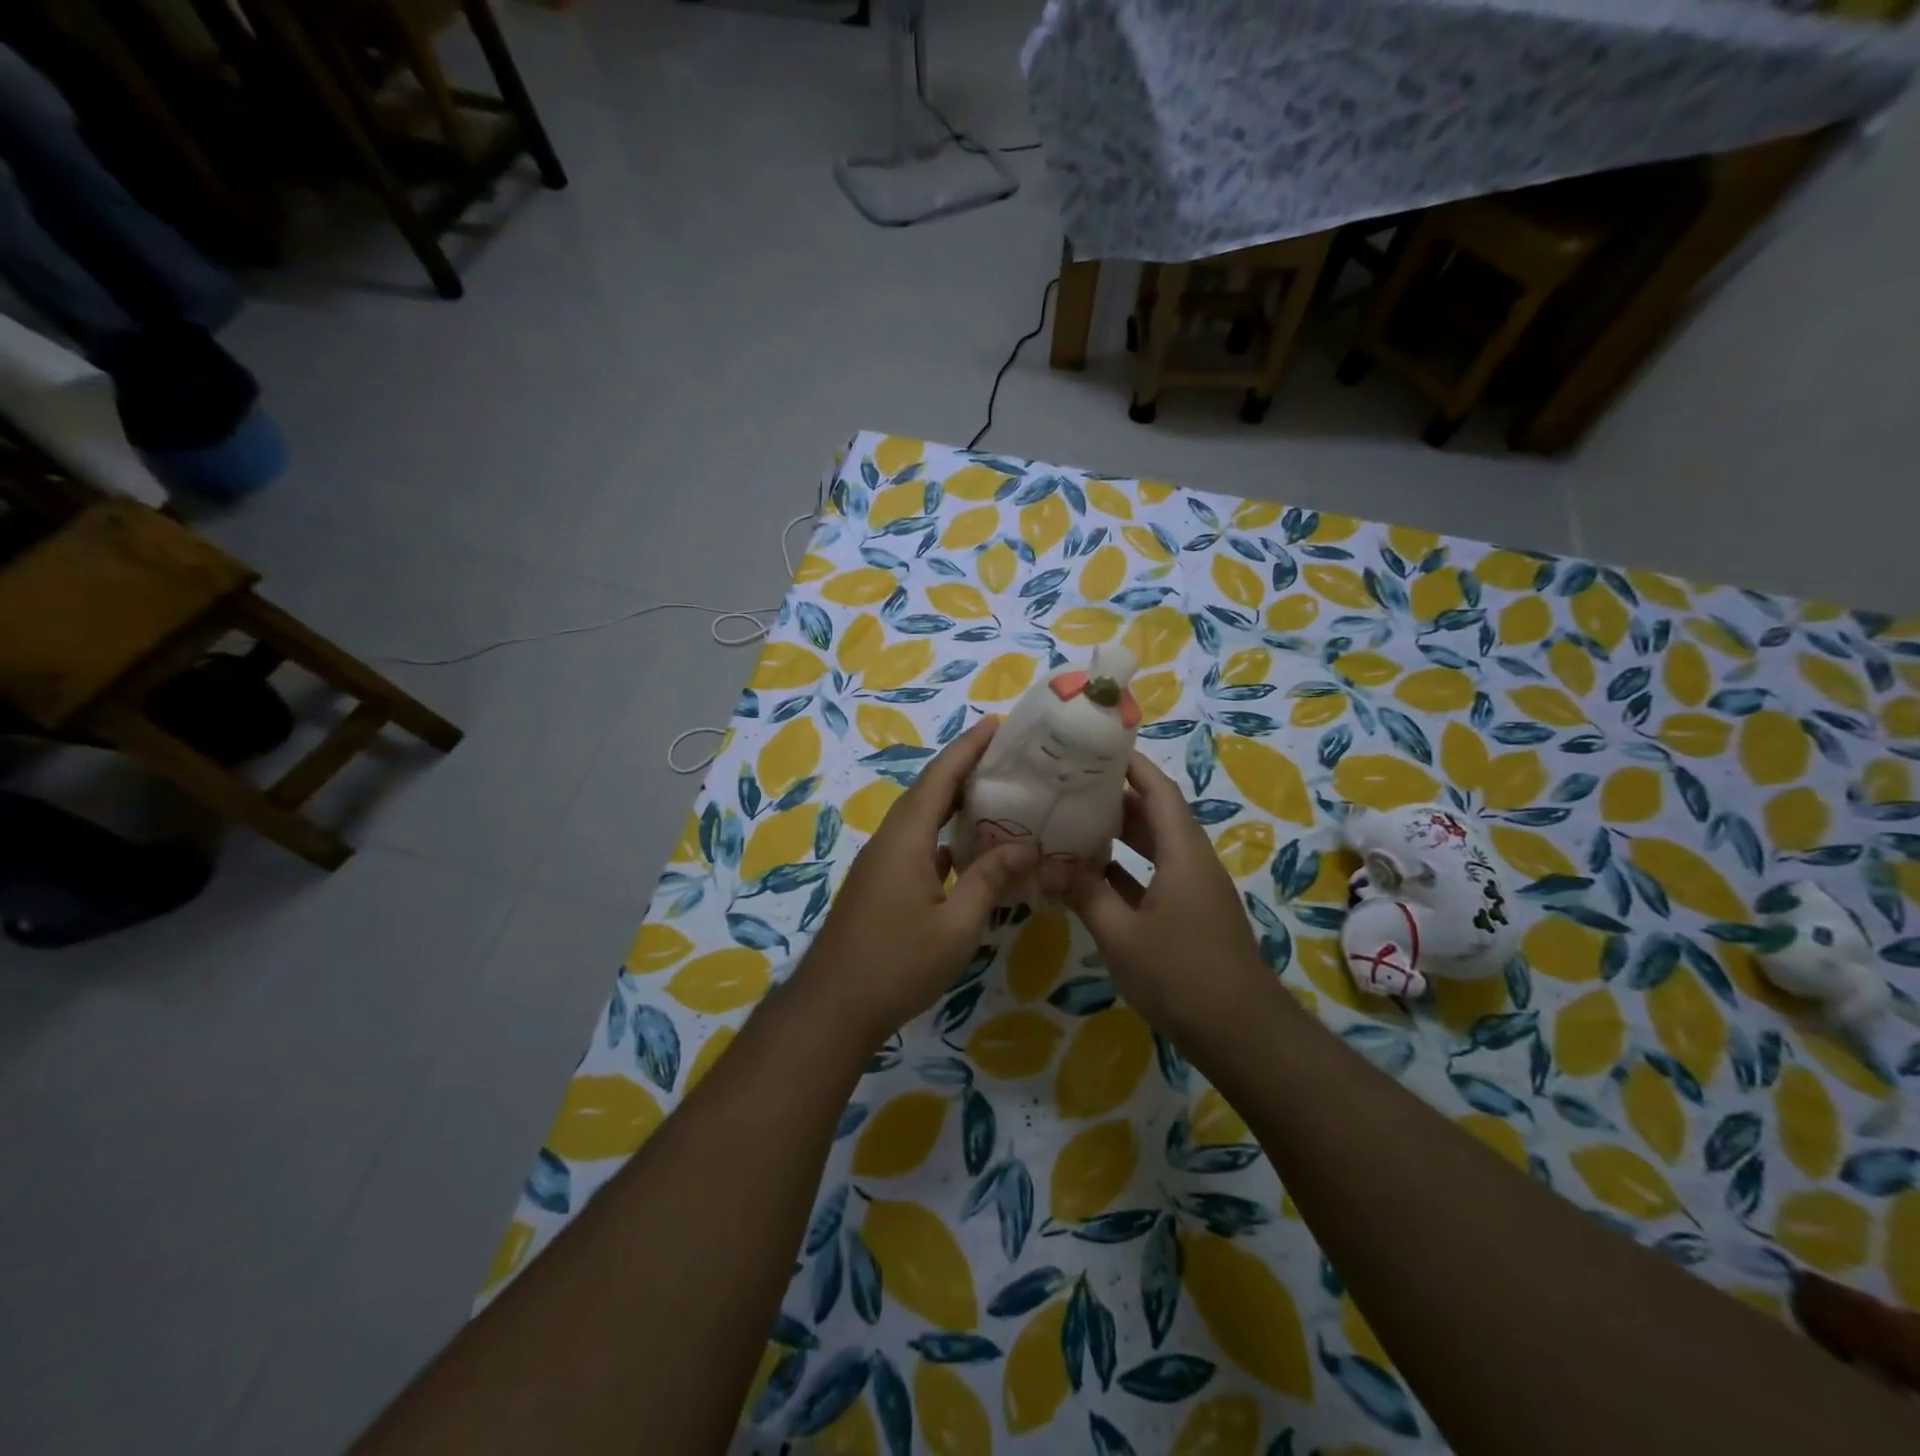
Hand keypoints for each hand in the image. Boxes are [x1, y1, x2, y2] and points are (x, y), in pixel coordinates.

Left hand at [794, 718, 1034, 1045]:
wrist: (834, 1006)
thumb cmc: (897, 963)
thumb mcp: (957, 925)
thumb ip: (990, 879)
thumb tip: (1027, 844)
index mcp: (905, 838)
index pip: (939, 778)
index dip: (967, 748)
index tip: (996, 724)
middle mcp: (890, 840)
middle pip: (929, 791)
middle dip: (964, 768)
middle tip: (1006, 756)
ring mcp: (881, 863)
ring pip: (922, 819)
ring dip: (954, 802)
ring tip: (995, 794)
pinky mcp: (881, 885)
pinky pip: (917, 845)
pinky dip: (944, 836)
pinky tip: (968, 849)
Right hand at [1050, 752, 1269, 1032]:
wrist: (1240, 1033)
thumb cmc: (1181, 974)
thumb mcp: (1121, 935)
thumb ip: (1085, 895)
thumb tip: (1048, 865)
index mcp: (1183, 853)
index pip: (1158, 791)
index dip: (1131, 765)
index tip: (1096, 747)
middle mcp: (1191, 862)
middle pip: (1155, 815)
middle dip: (1116, 797)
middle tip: (1070, 785)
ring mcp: (1193, 890)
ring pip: (1154, 847)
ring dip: (1119, 835)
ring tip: (1073, 822)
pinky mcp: (1190, 915)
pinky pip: (1154, 876)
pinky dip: (1126, 870)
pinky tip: (1090, 876)